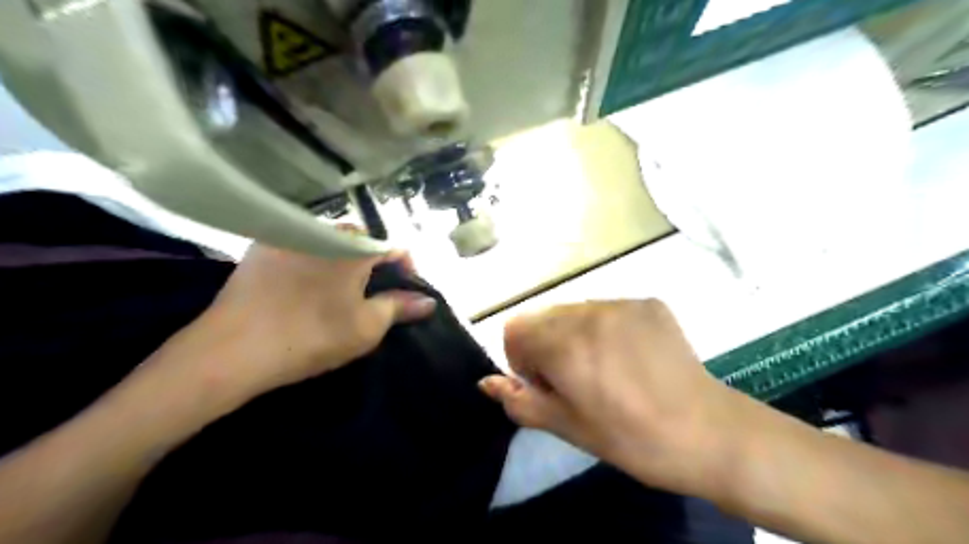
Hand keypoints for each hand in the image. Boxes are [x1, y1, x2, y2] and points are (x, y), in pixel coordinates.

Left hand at [153, 245, 435, 405]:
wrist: (233, 348)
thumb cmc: (312, 336)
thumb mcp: (366, 327)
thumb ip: (400, 308)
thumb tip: (427, 301)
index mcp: (354, 248)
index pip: (393, 247)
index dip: (406, 268)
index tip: (406, 290)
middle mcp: (324, 232)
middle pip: (361, 241)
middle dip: (373, 263)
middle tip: (371, 292)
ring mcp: (289, 236)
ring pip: (329, 242)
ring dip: (342, 260)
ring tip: (339, 289)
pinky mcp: (262, 247)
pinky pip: (300, 246)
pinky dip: (312, 259)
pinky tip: (304, 285)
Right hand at [478, 299, 743, 494]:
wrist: (708, 433)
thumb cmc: (630, 438)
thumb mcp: (568, 427)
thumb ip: (520, 401)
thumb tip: (486, 383)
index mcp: (564, 344)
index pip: (515, 328)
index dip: (521, 358)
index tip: (546, 383)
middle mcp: (588, 312)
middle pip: (543, 317)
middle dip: (546, 345)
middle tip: (576, 379)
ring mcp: (621, 303)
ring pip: (575, 310)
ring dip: (575, 334)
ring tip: (605, 367)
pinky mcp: (648, 302)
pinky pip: (608, 309)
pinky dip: (605, 328)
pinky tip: (631, 357)